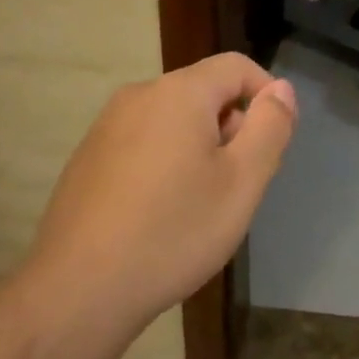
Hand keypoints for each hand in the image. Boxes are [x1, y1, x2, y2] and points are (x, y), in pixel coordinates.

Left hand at [26, 53, 297, 327]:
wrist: (77, 292)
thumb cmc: (173, 232)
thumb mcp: (242, 182)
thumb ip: (270, 127)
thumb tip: (280, 90)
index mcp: (178, 93)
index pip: (237, 66)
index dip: (267, 94)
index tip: (274, 141)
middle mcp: (139, 96)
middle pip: (204, 91)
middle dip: (232, 125)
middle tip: (239, 181)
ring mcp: (106, 127)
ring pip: (173, 118)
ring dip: (200, 146)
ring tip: (202, 201)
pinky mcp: (87, 158)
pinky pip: (144, 142)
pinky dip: (166, 161)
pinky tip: (161, 213)